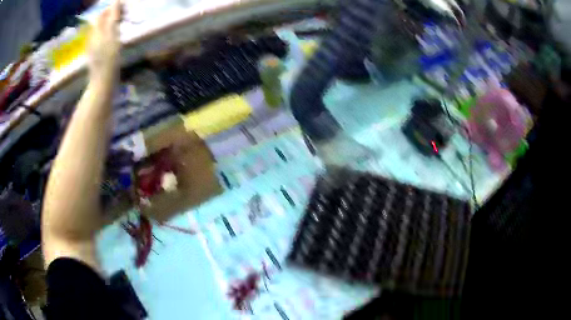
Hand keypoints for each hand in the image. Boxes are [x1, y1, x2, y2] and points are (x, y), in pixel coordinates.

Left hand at [88, 0, 121, 80]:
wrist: (102, 83)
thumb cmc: (108, 59)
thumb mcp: (112, 35)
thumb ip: (112, 17)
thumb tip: (116, 1)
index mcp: (96, 31)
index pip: (103, 13)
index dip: (114, 7)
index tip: (126, 8)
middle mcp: (93, 36)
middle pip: (102, 20)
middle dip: (114, 15)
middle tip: (127, 16)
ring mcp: (94, 46)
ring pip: (103, 28)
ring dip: (113, 23)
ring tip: (124, 24)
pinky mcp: (97, 54)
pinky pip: (103, 37)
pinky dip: (111, 32)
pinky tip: (117, 36)